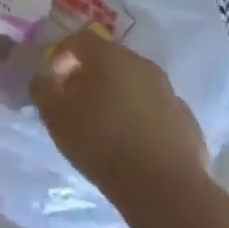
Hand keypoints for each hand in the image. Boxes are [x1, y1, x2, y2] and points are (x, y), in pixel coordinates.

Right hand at [30, 28, 208, 200]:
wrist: (166, 188)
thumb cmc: (103, 143)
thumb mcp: (57, 117)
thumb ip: (43, 91)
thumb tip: (42, 78)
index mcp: (110, 56)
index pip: (79, 39)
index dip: (61, 55)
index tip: (53, 81)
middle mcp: (142, 64)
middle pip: (109, 59)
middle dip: (89, 75)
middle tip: (75, 102)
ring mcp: (168, 91)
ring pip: (134, 83)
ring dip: (116, 95)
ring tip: (104, 125)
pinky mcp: (186, 120)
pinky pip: (155, 108)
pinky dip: (140, 117)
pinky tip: (133, 144)